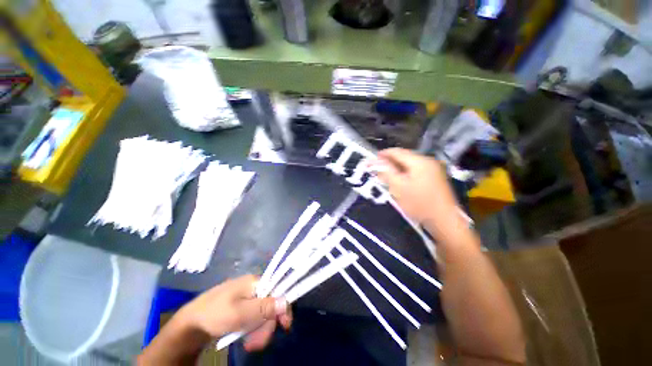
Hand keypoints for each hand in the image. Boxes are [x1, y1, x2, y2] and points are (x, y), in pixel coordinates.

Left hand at [179, 275, 291, 351]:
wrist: (190, 322)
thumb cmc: (215, 314)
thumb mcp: (240, 314)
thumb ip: (264, 307)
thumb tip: (286, 301)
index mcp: (255, 282)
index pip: (278, 291)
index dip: (283, 308)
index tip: (284, 327)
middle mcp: (254, 286)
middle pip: (270, 304)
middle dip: (266, 325)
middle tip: (256, 344)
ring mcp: (247, 295)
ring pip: (263, 312)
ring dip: (259, 330)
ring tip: (249, 344)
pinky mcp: (242, 305)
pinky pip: (254, 315)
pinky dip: (253, 328)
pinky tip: (246, 337)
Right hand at [372, 148, 466, 245]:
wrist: (444, 220)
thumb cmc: (419, 203)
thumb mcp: (399, 188)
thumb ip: (387, 173)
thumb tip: (378, 164)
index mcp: (419, 162)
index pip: (398, 152)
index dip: (385, 153)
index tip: (374, 156)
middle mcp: (428, 161)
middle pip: (405, 157)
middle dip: (391, 161)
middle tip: (379, 166)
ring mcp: (434, 169)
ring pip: (411, 164)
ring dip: (398, 167)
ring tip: (387, 173)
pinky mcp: (436, 177)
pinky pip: (417, 170)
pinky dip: (406, 172)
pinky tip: (401, 179)